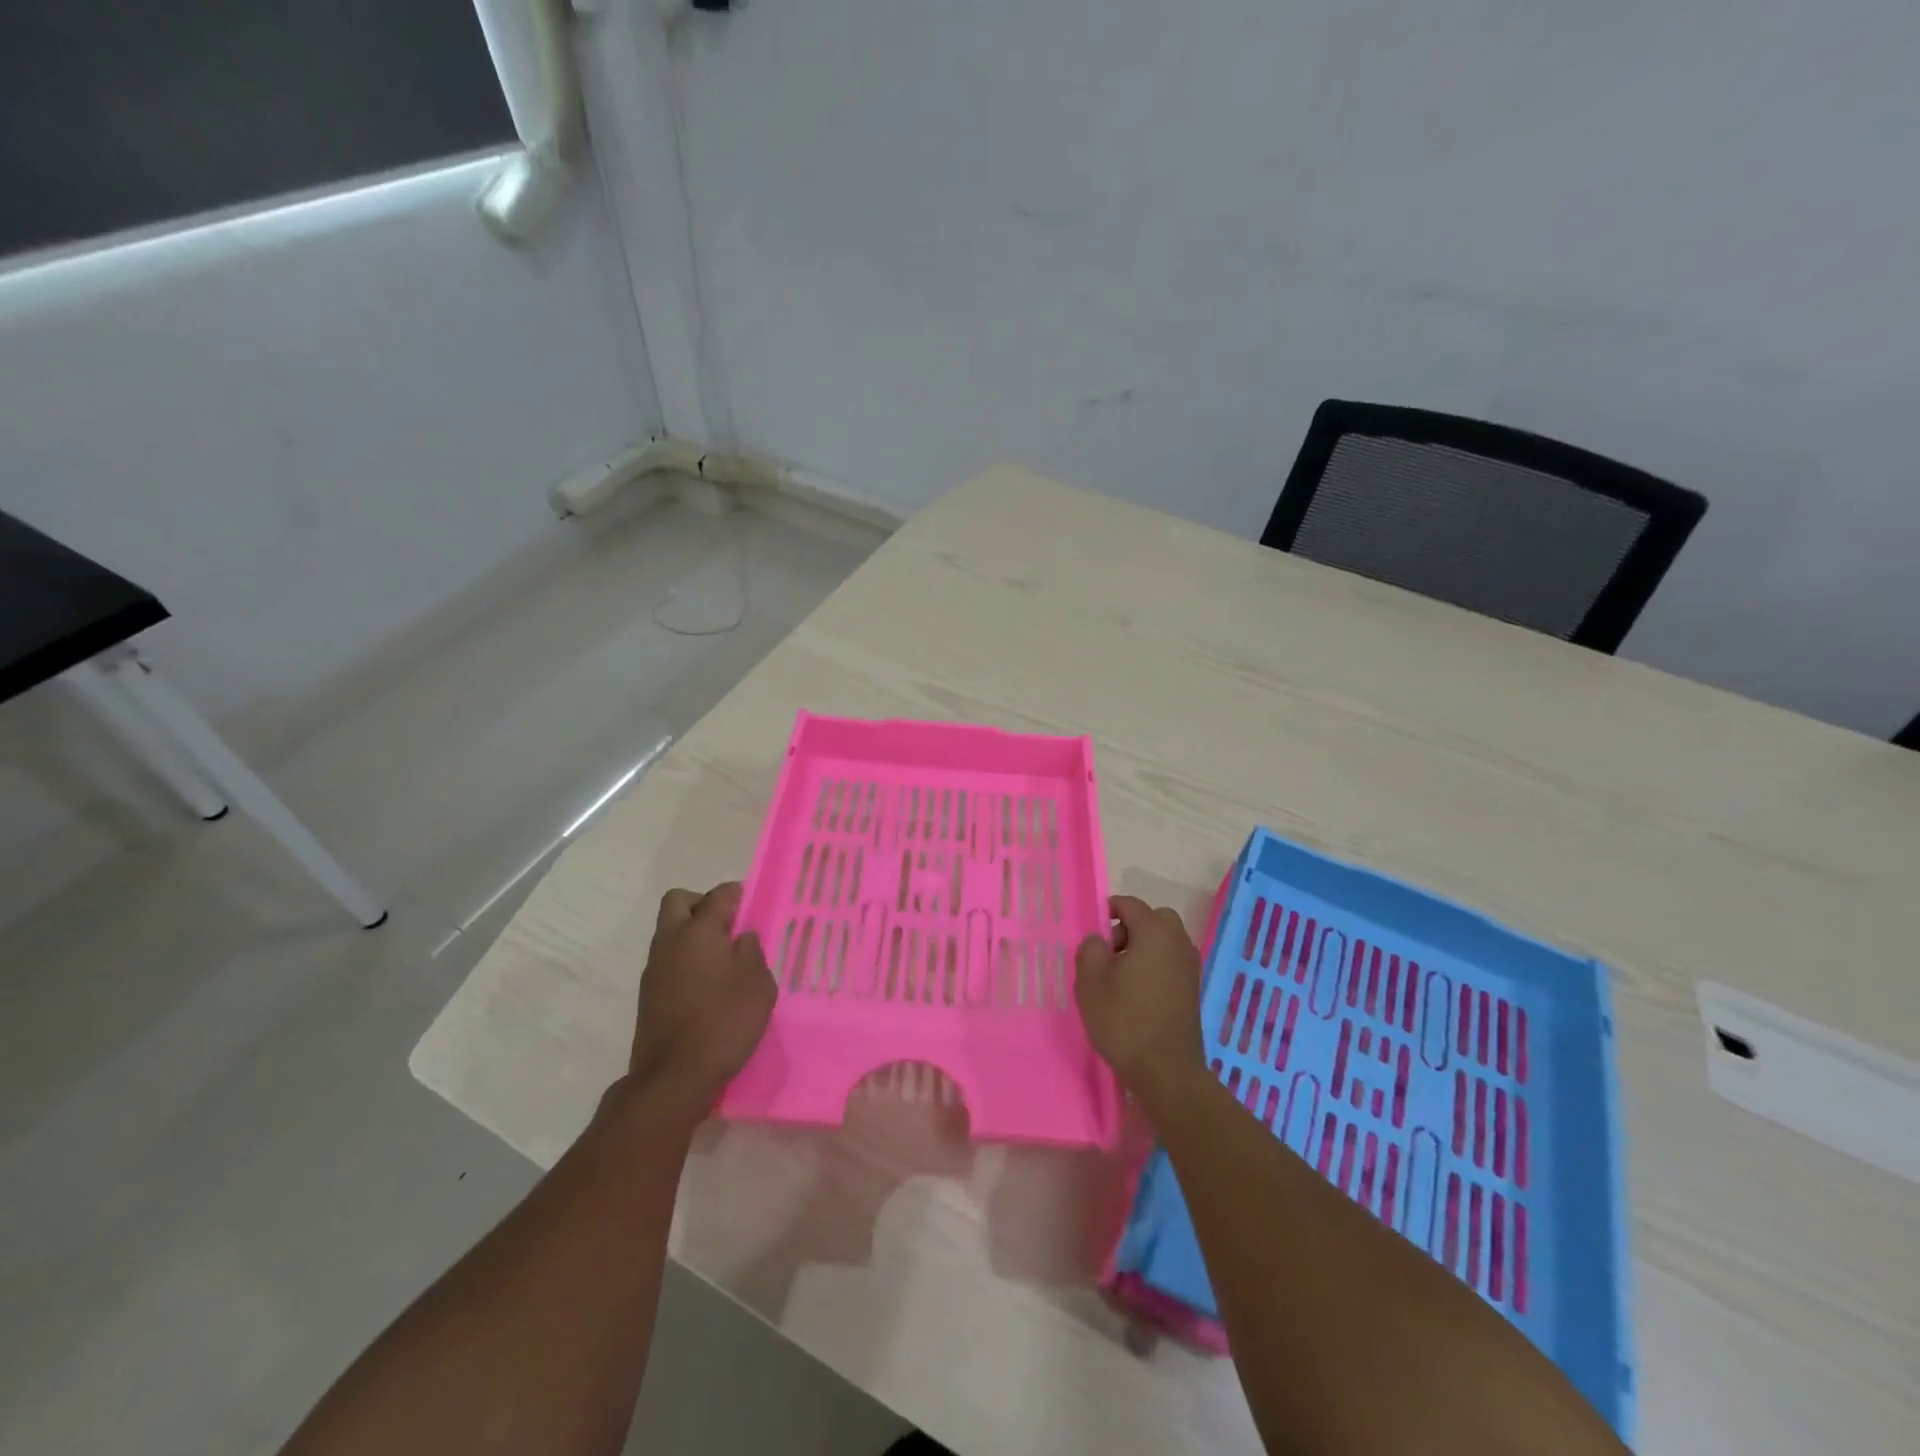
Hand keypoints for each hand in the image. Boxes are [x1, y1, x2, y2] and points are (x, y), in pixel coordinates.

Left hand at [630, 882, 775, 1115]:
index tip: (751, 901)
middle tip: (728, 924)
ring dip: (692, 933)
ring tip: (723, 957)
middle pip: (678, 901)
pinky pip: (668, 959)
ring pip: (670, 931)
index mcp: (698, 931)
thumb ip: (752, 951)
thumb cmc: (725, 1021)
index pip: (718, 896)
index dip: (737, 893)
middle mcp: (670, 941)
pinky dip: (686, 959)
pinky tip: (708, 983)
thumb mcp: (757, 983)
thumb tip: (741, 937)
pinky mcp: (649, 994)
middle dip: (702, 903)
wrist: (674, 1077)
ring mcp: (655, 968)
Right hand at [1075, 895, 1207, 1109]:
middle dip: (1130, 928)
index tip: (1092, 935)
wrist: (1166, 1071)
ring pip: (1164, 941)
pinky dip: (1154, 967)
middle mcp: (1178, 942)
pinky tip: (1136, 995)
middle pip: (1154, 919)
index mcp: (1155, 932)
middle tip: (1109, 954)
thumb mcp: (1090, 981)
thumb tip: (1099, 940)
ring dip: (1143, 948)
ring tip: (1120, 978)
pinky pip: (1171, 963)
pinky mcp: (1193, 990)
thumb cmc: (1124, 1020)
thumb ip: (1090, 949)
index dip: (1108, 911)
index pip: (1130, 904)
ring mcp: (1190, 967)